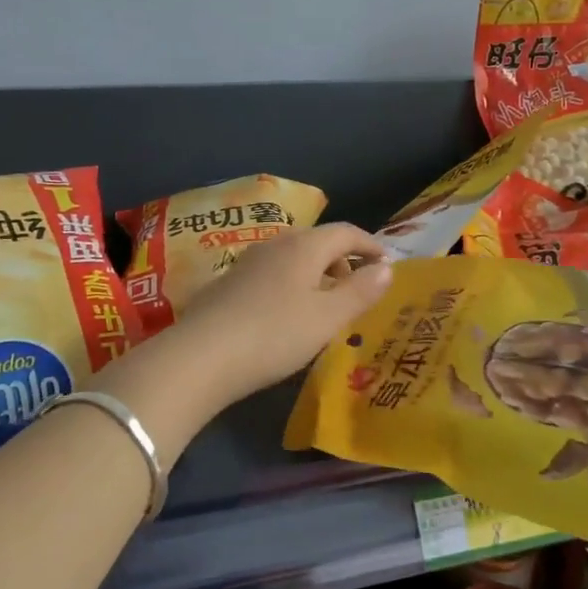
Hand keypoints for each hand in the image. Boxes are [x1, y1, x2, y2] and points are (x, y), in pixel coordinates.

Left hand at [167, 223, 392, 407]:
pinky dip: (291, 285)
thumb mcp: (328, 318)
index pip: (346, 232)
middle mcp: (275, 244)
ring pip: (292, 258)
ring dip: (315, 274)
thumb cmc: (275, 334)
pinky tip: (286, 316)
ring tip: (324, 306)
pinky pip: (272, 274)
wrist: (200, 356)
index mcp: (304, 246)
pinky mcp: (227, 284)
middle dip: (342, 261)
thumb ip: (360, 291)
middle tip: (357, 290)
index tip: (386, 264)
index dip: (370, 245)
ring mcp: (247, 262)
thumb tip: (387, 267)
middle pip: (318, 241)